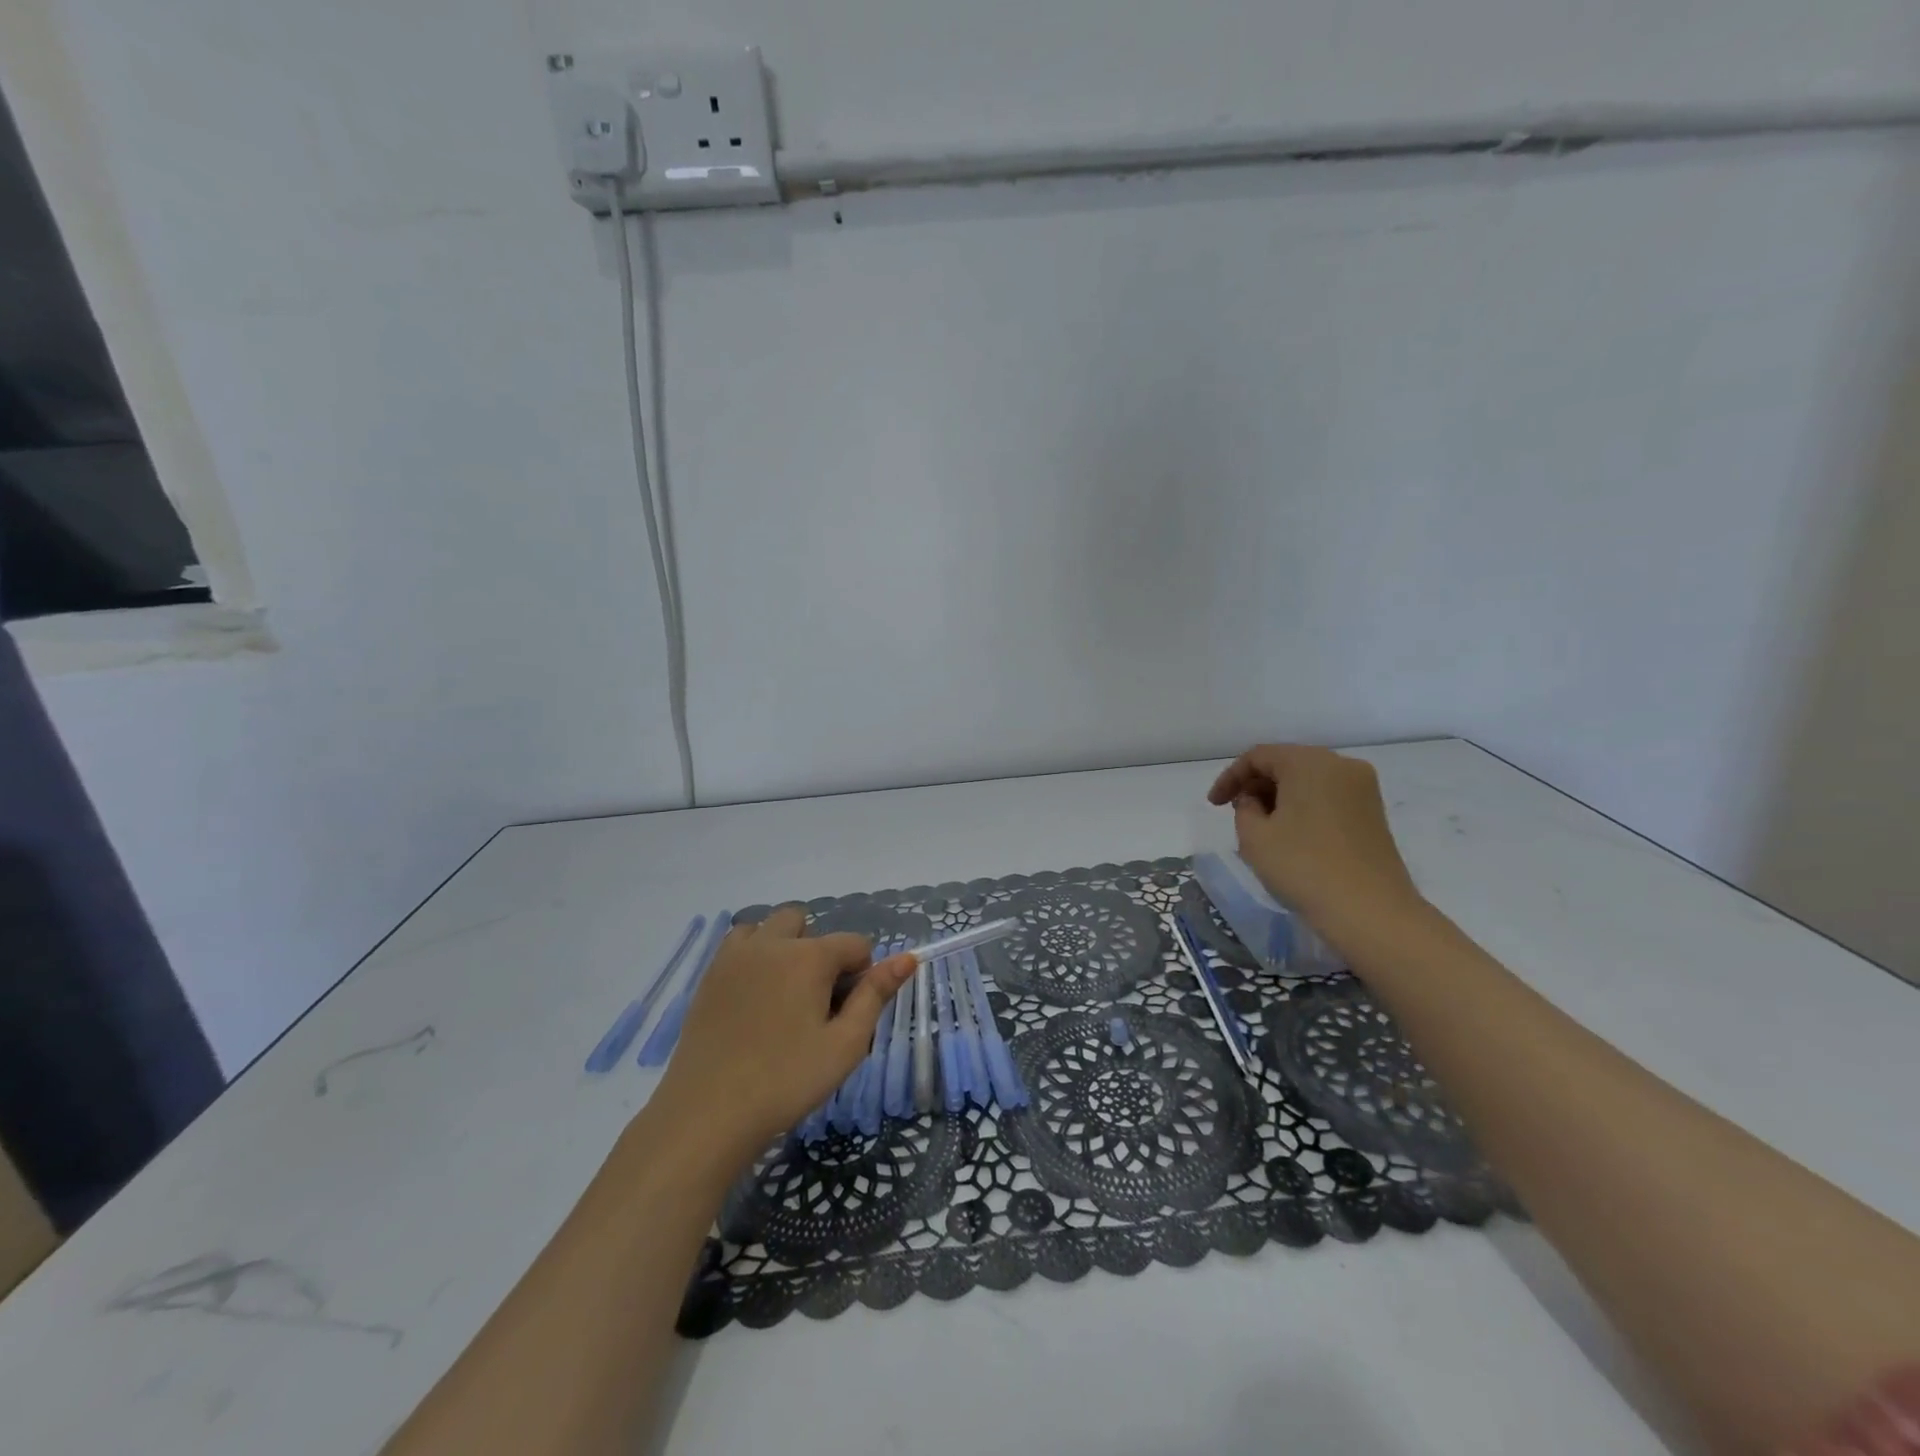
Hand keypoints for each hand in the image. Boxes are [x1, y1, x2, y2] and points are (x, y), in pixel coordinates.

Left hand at [652, 906, 914, 1166]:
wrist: (707, 1114)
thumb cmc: (786, 1081)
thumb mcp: (845, 1044)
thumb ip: (876, 995)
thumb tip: (908, 957)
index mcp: (809, 956)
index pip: (854, 944)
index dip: (861, 975)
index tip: (847, 1014)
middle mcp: (772, 943)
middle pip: (808, 923)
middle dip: (820, 951)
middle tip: (815, 1002)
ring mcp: (735, 956)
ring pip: (769, 927)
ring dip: (784, 947)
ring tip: (783, 995)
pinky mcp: (709, 975)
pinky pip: (739, 944)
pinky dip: (753, 956)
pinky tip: (753, 999)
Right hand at [1207, 744, 1421, 934]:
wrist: (1370, 912)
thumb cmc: (1304, 867)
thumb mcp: (1254, 836)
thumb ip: (1244, 808)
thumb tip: (1255, 801)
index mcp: (1309, 762)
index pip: (1258, 756)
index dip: (1230, 777)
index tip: (1214, 805)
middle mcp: (1340, 765)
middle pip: (1286, 763)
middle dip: (1256, 785)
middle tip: (1235, 813)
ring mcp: (1362, 788)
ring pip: (1308, 780)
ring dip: (1279, 796)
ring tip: (1261, 826)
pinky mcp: (1373, 812)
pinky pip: (1327, 796)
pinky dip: (1303, 806)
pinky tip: (1291, 834)